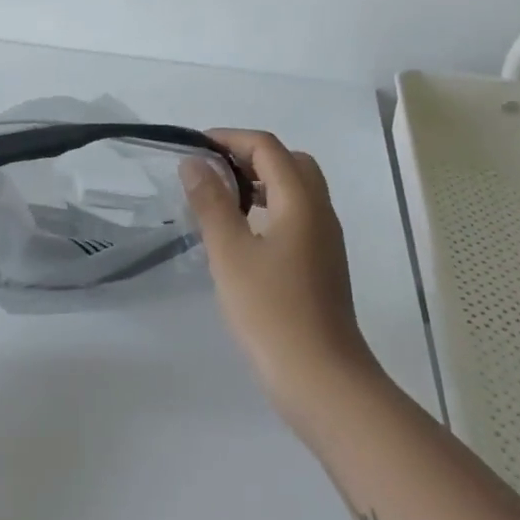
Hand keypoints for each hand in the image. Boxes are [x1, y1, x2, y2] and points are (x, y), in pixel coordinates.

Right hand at [180, 130, 382, 430]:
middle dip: (249, 156)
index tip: (195, 148)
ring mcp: (325, 240)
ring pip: (296, 190)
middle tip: (212, 172)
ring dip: (261, 182)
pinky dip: (270, 207)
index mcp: (301, 201)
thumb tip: (194, 162)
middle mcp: (320, 211)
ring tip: (222, 201)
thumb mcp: (230, 253)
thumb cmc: (271, 312)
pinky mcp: (323, 264)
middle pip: (289, 162)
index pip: (268, 147)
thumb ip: (211, 203)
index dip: (230, 138)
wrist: (323, 381)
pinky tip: (243, 236)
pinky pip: (297, 215)